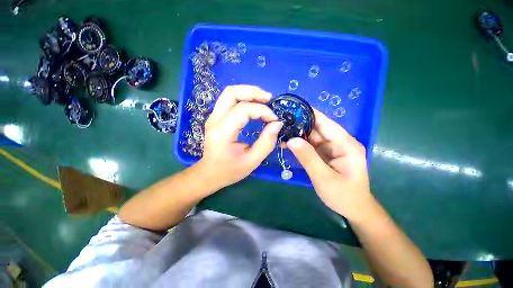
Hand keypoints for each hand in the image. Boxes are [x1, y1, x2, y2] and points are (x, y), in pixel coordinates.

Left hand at [196, 85, 282, 190]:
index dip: (262, 111)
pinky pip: (229, 100)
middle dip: (253, 92)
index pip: (243, 110)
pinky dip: (244, 98)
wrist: (210, 173)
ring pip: (229, 93)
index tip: (274, 120)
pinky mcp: (216, 117)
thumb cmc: (230, 170)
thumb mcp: (252, 161)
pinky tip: (254, 105)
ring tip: (264, 100)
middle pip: (232, 93)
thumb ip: (266, 142)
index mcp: (222, 132)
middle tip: (269, 99)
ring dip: (248, 92)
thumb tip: (277, 124)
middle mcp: (215, 120)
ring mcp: (213, 117)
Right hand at [286, 109, 372, 220]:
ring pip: (312, 136)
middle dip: (299, 124)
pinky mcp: (325, 154)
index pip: (326, 123)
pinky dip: (299, 144)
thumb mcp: (324, 178)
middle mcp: (339, 142)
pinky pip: (310, 146)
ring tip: (280, 131)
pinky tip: (287, 143)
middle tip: (280, 121)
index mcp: (346, 144)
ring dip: (297, 134)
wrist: (353, 209)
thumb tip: (291, 140)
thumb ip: (308, 158)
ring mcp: (332, 148)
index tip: (292, 109)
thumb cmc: (343, 196)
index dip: (309, 114)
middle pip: (317, 128)